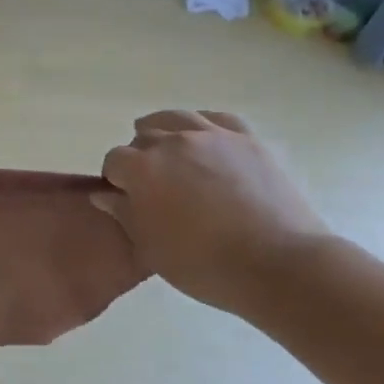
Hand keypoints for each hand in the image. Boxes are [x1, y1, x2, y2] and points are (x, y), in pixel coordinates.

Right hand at [95, 110, 330, 311]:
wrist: (279, 264)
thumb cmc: (204, 264)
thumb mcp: (151, 248)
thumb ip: (124, 214)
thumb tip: (105, 194)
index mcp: (143, 168)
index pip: (114, 160)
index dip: (116, 180)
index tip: (126, 199)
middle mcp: (173, 142)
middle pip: (144, 137)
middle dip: (141, 158)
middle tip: (154, 187)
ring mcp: (212, 136)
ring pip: (176, 118)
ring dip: (166, 133)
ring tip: (173, 155)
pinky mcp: (247, 139)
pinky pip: (217, 119)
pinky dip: (204, 127)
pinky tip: (206, 142)